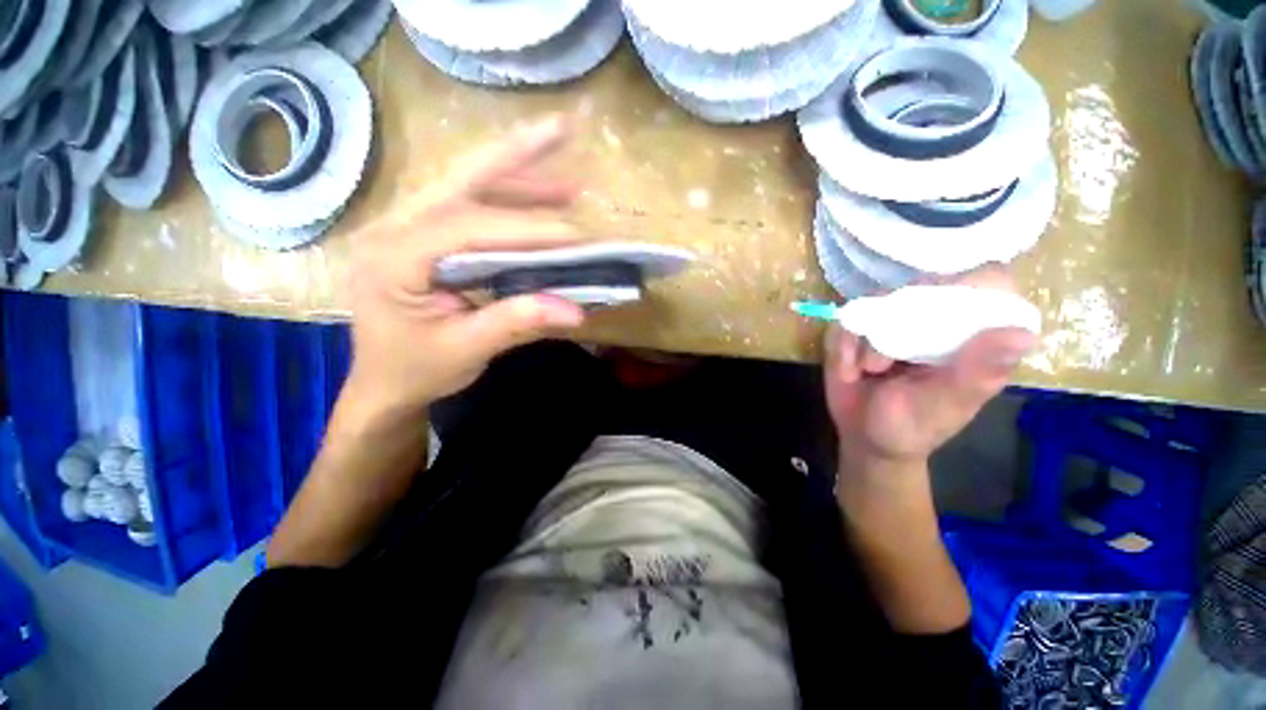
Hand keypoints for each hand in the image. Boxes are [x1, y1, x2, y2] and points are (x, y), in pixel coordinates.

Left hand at [344, 115, 587, 421]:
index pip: (470, 228)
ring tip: (566, 174)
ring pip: (467, 185)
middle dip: (517, 154)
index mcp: (393, 257)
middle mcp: (395, 227)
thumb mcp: (466, 350)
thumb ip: (517, 322)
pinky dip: (508, 198)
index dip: (527, 229)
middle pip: (462, 178)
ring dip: (518, 174)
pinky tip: (538, 197)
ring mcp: (408, 226)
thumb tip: (576, 310)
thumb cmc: (415, 370)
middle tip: (564, 129)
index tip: (576, 235)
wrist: (383, 384)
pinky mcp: (425, 235)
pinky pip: (470, 206)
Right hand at [824, 267, 1037, 483]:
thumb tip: (1022, 334)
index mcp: (973, 336)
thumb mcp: (947, 404)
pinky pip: (844, 323)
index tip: (938, 315)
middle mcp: (935, 322)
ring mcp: (892, 323)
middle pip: (924, 286)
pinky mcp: (856, 331)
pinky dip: (843, 347)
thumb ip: (976, 372)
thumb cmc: (914, 426)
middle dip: (901, 319)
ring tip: (871, 370)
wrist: (864, 438)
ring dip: (868, 339)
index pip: (986, 285)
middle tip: (890, 358)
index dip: (968, 287)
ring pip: (876, 302)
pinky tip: (850, 371)